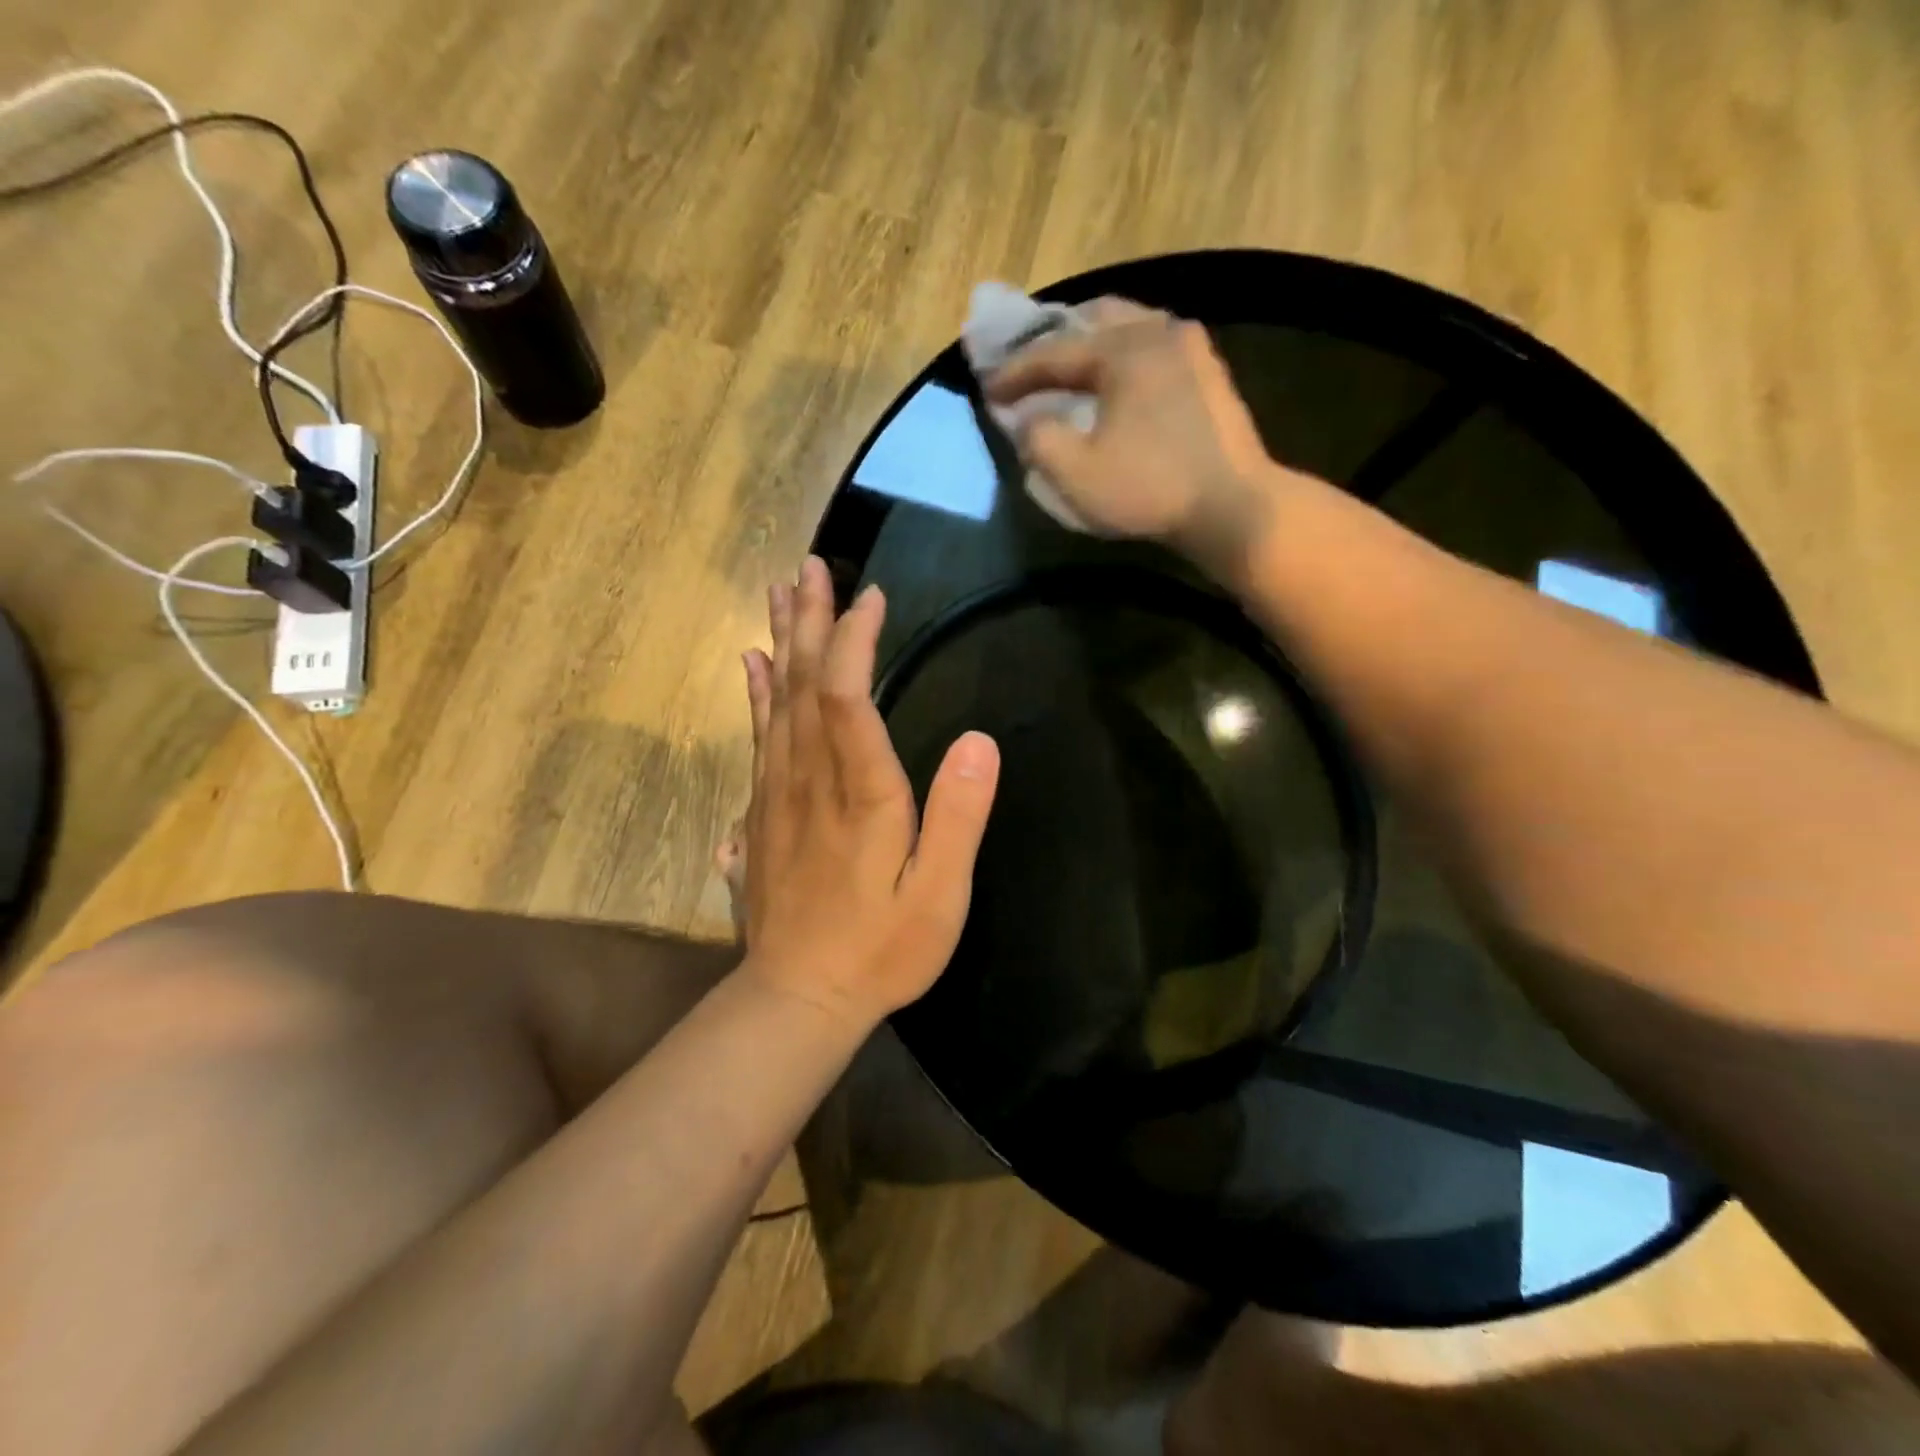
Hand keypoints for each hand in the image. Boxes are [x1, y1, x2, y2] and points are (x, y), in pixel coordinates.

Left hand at [737, 557, 1000, 1028]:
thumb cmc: (880, 950)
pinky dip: (757, 692)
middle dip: (809, 621)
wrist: (797, 998)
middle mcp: (811, 781)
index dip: (856, 641)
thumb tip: (980, 740)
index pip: (849, 698)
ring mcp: (778, 794)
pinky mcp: (762, 811)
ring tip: (781, 592)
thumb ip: (959, 818)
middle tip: (811, 567)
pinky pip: (758, 736)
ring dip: (781, 643)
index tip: (870, 596)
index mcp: (861, 795)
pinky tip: (753, 664)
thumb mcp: (938, 897)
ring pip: (777, 702)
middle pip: (805, 685)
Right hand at [983, 297, 1285, 570]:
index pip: (1053, 352)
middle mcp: (1158, 331)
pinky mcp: (1210, 373)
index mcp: (1122, 349)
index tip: (988, 389)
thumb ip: (1037, 439)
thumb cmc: (1148, 489)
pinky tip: (1119, 381)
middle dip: (1056, 341)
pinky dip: (1125, 355)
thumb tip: (1026, 420)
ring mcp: (1191, 348)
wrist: (1233, 507)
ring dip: (1093, 344)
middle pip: (1094, 319)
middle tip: (1030, 365)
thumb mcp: (1075, 473)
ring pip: (1130, 327)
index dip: (1015, 372)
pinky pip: (1155, 346)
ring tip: (1071, 369)